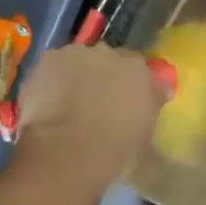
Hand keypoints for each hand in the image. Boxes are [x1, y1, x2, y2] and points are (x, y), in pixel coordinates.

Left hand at [14, 44, 167, 182]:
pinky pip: (55, 65)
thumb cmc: (115, 151)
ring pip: (81, 60)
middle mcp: (114, 54)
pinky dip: (53, 78)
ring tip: (69, 103)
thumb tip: (157, 94)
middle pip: (111, 60)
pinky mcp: (50, 58)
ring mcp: (80, 53)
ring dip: (79, 74)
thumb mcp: (147, 132)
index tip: (127, 101)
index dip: (132, 84)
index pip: (142, 69)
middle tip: (97, 101)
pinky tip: (48, 100)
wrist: (68, 151)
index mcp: (142, 71)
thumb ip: (152, 106)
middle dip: (106, 76)